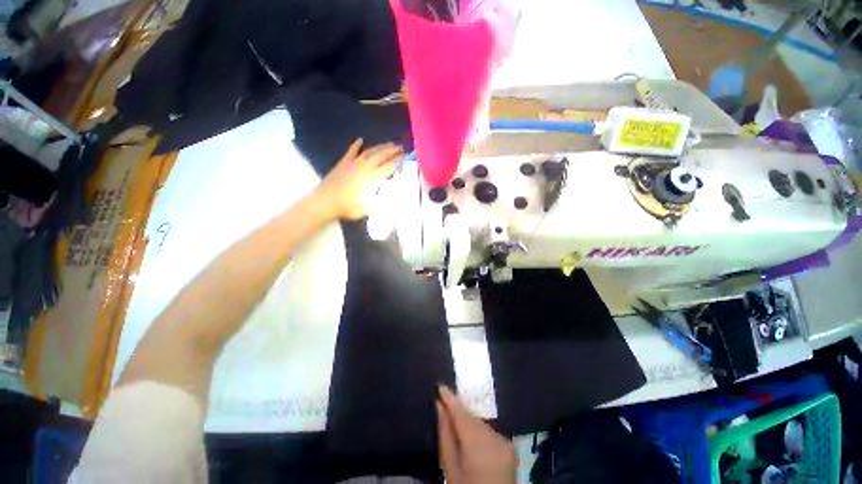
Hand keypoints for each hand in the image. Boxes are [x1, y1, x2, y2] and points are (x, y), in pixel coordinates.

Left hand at [312, 139, 404, 220]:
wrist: (325, 202)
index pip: (390, 166)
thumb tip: (393, 195)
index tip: (408, 157)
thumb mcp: (370, 208)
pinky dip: (356, 145)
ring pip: (370, 151)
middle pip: (382, 155)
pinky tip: (360, 140)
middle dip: (393, 150)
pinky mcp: (344, 162)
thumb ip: (382, 200)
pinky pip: (352, 151)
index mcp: (373, 177)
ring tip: (389, 144)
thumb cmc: (349, 207)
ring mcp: (354, 162)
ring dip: (380, 146)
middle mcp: (365, 166)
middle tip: (402, 148)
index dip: (400, 161)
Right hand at [436, 385, 516, 483]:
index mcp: (478, 446)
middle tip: (444, 402)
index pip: (461, 413)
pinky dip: (478, 429)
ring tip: (455, 419)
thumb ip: (445, 435)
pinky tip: (471, 434)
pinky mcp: (509, 444)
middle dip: (458, 410)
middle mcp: (495, 437)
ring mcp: (505, 440)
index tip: (439, 386)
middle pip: (471, 416)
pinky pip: (489, 429)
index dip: (450, 398)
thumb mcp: (449, 468)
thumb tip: (439, 405)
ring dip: (468, 419)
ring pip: (480, 421)